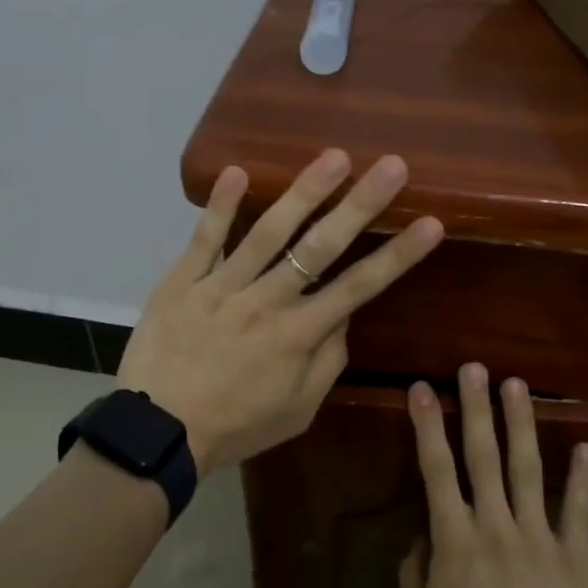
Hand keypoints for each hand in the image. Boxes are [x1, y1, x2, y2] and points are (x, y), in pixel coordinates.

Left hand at [117, 149, 443, 473]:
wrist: (158, 431)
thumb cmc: (234, 426)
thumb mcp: (296, 411)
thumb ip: (326, 363)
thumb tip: (344, 317)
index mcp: (299, 335)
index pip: (359, 287)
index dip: (397, 254)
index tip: (430, 223)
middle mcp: (267, 302)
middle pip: (320, 247)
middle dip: (360, 205)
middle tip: (392, 165)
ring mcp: (222, 286)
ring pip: (268, 233)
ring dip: (303, 192)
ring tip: (334, 157)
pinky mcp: (184, 281)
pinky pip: (204, 240)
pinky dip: (220, 206)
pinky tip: (237, 171)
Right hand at [398, 364, 587, 587]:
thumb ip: (413, 569)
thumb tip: (425, 536)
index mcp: (454, 537)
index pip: (436, 469)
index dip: (428, 426)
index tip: (422, 389)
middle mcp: (495, 525)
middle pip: (482, 456)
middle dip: (476, 407)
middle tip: (474, 367)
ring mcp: (539, 538)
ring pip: (527, 470)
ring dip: (521, 424)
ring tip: (517, 385)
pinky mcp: (575, 557)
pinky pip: (577, 511)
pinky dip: (581, 479)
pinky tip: (585, 446)